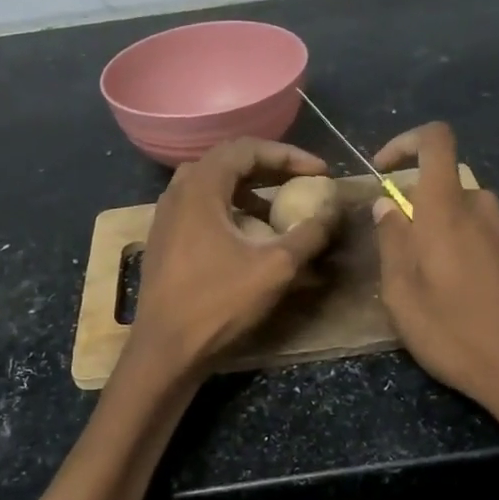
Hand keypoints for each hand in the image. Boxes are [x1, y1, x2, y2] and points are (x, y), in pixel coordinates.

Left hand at [130, 138, 335, 376]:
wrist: (165, 351)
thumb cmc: (218, 304)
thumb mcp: (275, 268)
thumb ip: (309, 234)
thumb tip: (333, 211)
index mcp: (199, 188)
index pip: (247, 149)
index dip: (289, 155)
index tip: (320, 172)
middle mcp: (177, 193)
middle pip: (228, 162)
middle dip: (270, 168)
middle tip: (302, 182)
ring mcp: (166, 218)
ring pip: (213, 187)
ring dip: (250, 191)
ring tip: (279, 208)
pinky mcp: (165, 242)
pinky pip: (203, 210)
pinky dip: (232, 211)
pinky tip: (250, 236)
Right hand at [373, 122, 498, 440]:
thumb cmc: (455, 335)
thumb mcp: (402, 296)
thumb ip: (391, 242)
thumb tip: (387, 207)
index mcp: (448, 209)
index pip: (435, 140)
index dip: (406, 142)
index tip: (385, 170)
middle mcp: (487, 206)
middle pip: (449, 187)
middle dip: (425, 213)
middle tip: (413, 262)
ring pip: (474, 215)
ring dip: (454, 236)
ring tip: (448, 287)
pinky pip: (498, 236)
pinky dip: (481, 251)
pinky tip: (482, 296)